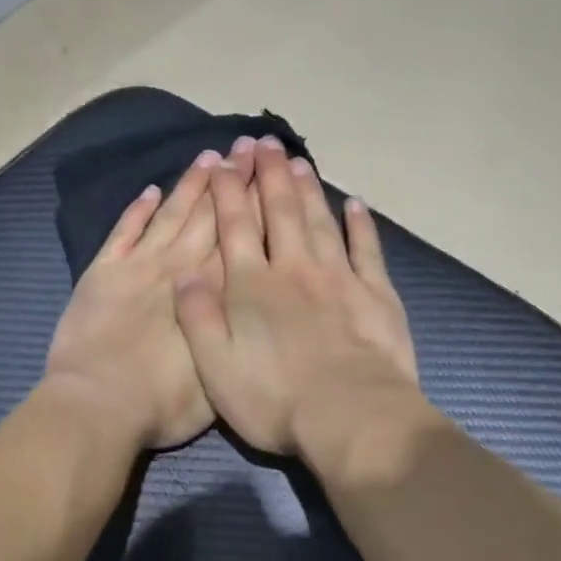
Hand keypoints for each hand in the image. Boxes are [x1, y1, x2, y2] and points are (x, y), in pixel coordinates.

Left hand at [44, 149, 232, 449]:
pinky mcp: (102, 273)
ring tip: (209, 156)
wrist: (99, 404)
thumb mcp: (221, 375)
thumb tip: (251, 301)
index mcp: (211, 292)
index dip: (257, 204)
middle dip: (231, 181)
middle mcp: (178, 268)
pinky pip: (123, 232)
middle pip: (210, 216)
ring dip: (190, 186)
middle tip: (248, 147)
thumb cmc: (165, 403)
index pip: (240, 238)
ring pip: (170, 215)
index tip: (269, 173)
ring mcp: (138, 266)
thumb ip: (236, 330)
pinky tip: (150, 190)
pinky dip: (136, 210)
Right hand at [173, 137, 421, 463]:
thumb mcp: (215, 366)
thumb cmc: (275, 398)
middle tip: (264, 143)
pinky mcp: (376, 294)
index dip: (228, 191)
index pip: (235, 226)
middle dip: (269, 175)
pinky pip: (366, 249)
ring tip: (299, 160)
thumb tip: (184, 273)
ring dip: (308, 189)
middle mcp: (294, 269)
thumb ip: (197, 317)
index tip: (223, 161)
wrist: (351, 417)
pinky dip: (360, 225)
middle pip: (280, 211)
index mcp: (252, 286)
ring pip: (319, 221)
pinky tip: (355, 205)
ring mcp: (339, 278)